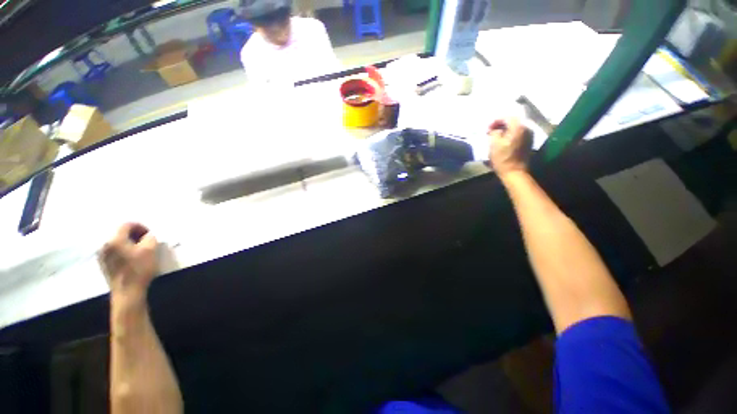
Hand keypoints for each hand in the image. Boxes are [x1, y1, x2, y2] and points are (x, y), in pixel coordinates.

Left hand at [100, 223, 157, 299]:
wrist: (128, 292)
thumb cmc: (140, 269)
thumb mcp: (151, 250)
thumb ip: (150, 238)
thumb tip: (148, 235)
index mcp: (115, 240)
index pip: (127, 225)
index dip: (141, 226)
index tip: (150, 234)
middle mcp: (105, 245)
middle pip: (120, 233)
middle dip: (135, 235)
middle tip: (147, 242)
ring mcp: (102, 255)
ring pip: (117, 242)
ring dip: (129, 243)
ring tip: (140, 250)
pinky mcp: (104, 264)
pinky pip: (114, 251)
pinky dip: (124, 250)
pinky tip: (132, 258)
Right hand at [488, 118, 532, 177]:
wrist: (514, 172)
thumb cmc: (502, 158)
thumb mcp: (493, 144)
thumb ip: (494, 132)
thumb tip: (495, 129)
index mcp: (518, 127)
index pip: (507, 117)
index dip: (496, 121)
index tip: (488, 128)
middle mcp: (526, 128)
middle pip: (513, 121)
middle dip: (501, 124)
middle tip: (491, 131)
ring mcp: (529, 135)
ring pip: (516, 127)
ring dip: (506, 130)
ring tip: (497, 136)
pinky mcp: (529, 142)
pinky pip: (519, 133)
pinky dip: (511, 134)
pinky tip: (504, 140)